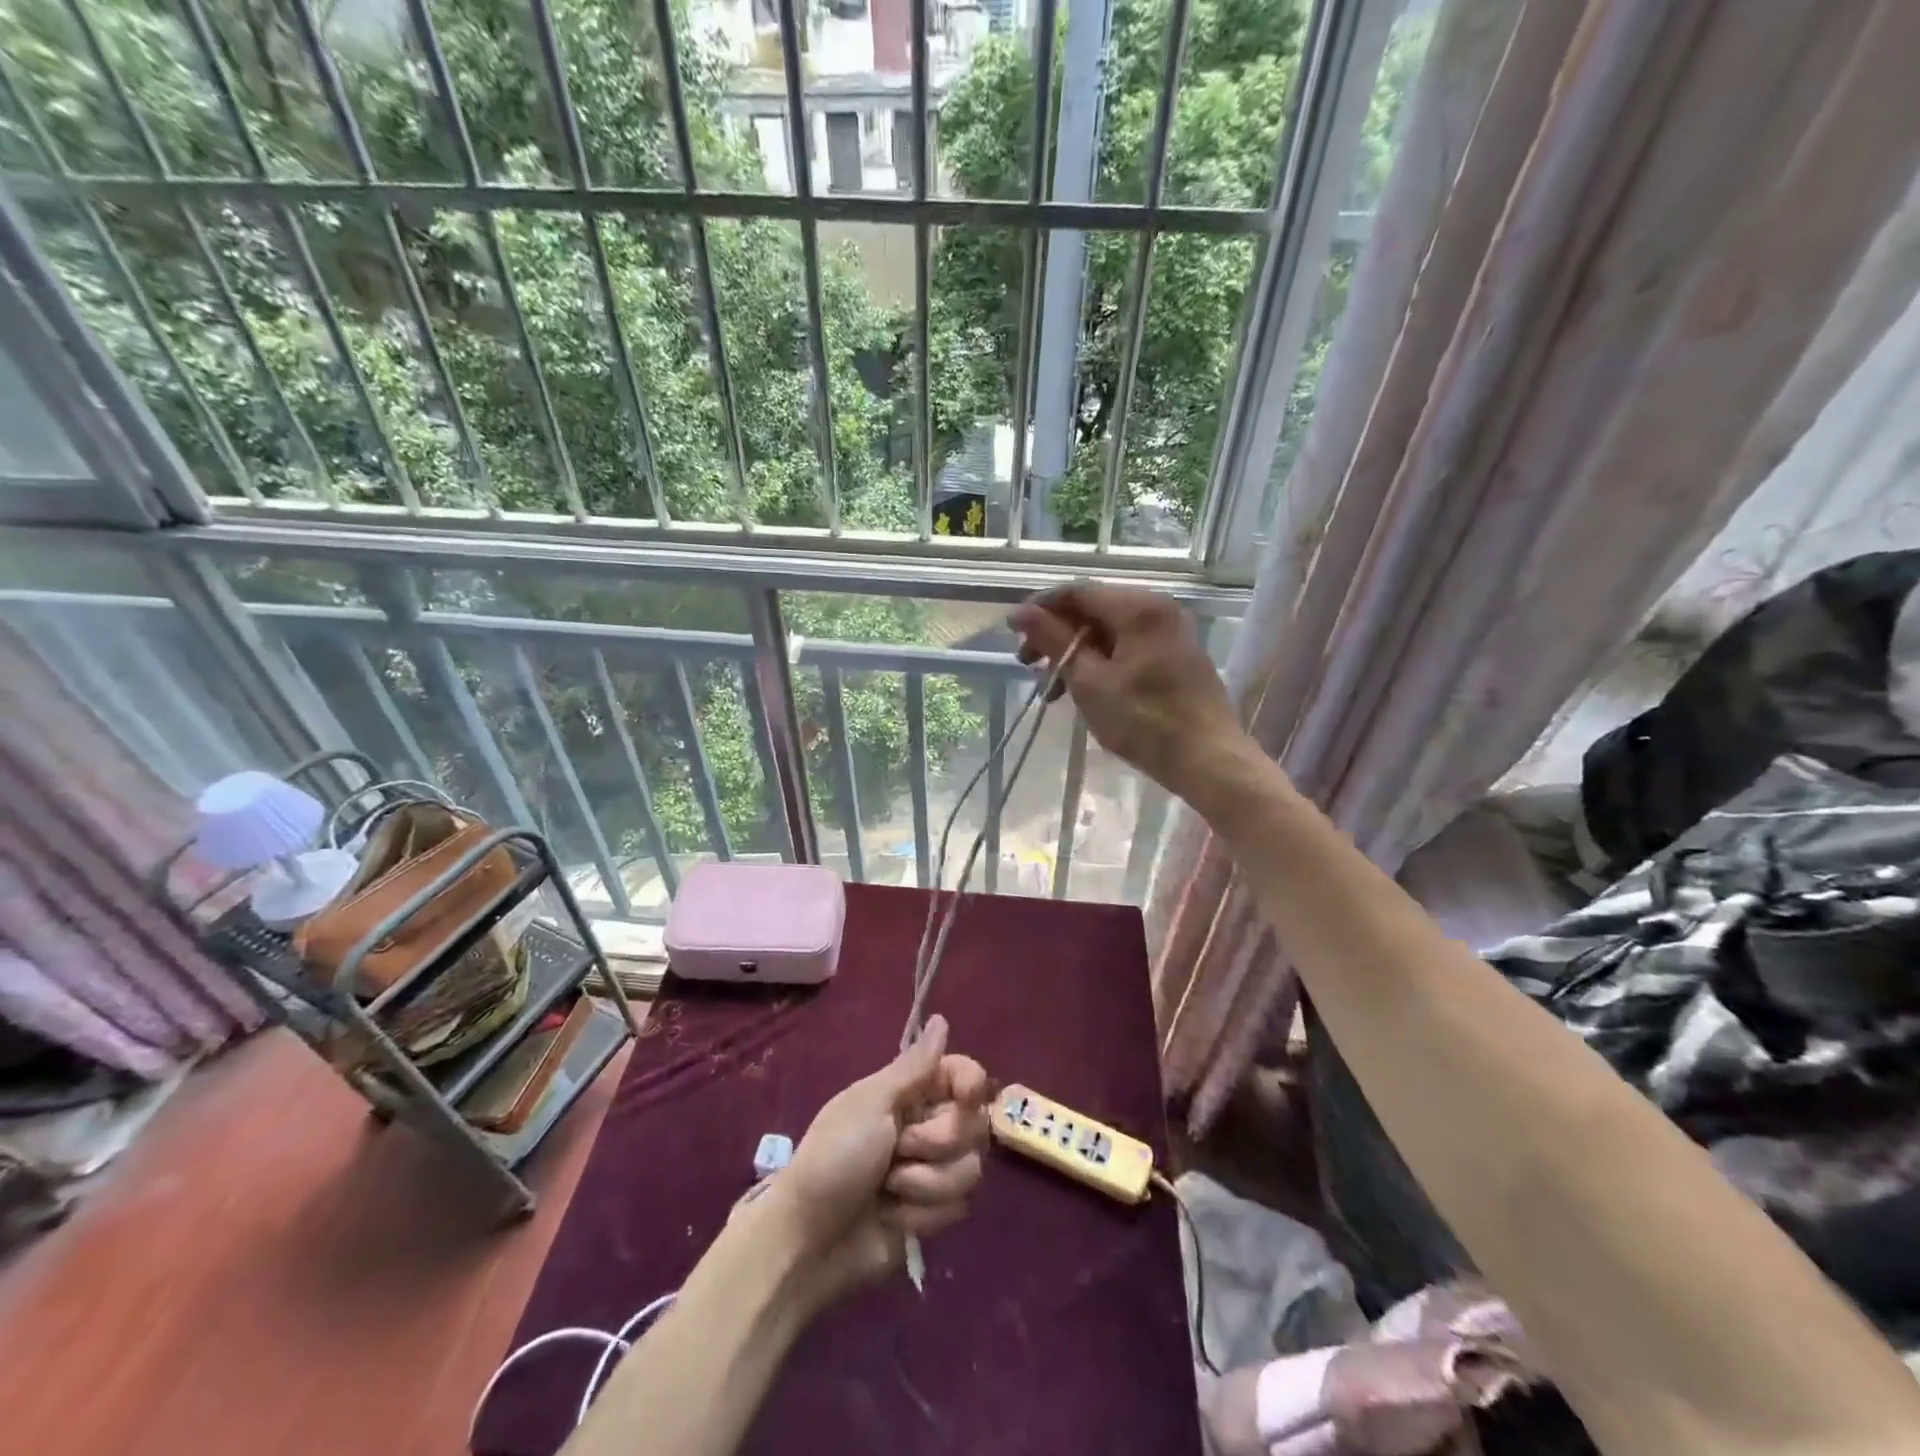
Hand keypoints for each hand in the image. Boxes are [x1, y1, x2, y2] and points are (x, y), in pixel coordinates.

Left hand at [759, 1014, 989, 1308]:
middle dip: (935, 1142)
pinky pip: (957, 1207)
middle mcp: (928, 1126)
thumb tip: (942, 1019)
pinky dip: (922, 1214)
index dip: (972, 1083)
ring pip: (970, 1169)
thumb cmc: (834, 1158)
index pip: (965, 1074)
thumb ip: (915, 1066)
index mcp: (911, 1093)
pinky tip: (893, 1216)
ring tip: (888, 1188)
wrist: (809, 1239)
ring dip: (926, 1182)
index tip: (965, 1095)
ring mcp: (933, 1171)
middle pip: (974, 1124)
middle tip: (896, 1148)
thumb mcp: (871, 1103)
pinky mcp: (933, 1213)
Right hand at [1009, 584, 1244, 797]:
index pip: (1076, 592)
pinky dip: (1100, 661)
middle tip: (1028, 665)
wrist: (1209, 760)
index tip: (1012, 632)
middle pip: (1093, 608)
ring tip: (1052, 687)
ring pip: (1108, 630)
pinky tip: (1083, 688)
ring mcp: (1170, 631)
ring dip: (1075, 651)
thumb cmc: (1144, 722)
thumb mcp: (1088, 681)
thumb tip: (1021, 612)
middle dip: (1056, 634)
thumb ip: (1053, 640)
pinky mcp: (1176, 655)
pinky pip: (1128, 645)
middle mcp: (1157, 608)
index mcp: (1137, 607)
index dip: (1039, 608)